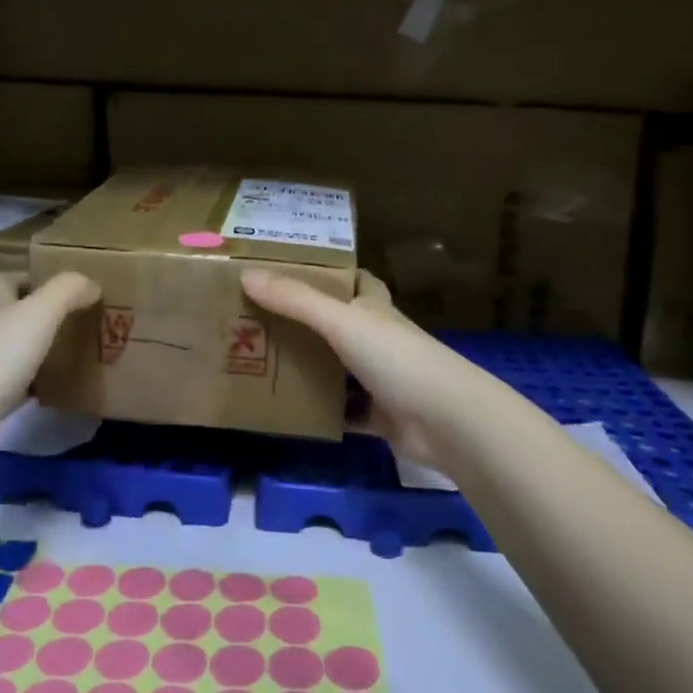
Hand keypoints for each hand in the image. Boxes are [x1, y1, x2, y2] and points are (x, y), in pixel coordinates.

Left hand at [0, 271, 99, 478]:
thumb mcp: (35, 315)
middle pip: (8, 319)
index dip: (27, 278)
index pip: (3, 282)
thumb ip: (66, 293)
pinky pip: (14, 393)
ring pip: (14, 356)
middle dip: (40, 318)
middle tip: (79, 322)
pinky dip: (35, 391)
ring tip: (78, 356)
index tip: (62, 286)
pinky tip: (57, 396)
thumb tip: (91, 283)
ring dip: (40, 354)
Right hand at [240, 268, 476, 472]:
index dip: (331, 273)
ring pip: (339, 369)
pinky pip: (344, 412)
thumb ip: (295, 300)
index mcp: (374, 309)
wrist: (447, 421)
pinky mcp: (380, 417)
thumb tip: (246, 274)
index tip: (292, 271)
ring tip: (262, 363)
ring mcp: (381, 380)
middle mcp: (379, 340)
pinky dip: (322, 412)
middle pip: (340, 325)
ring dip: (310, 368)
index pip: (356, 281)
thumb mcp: (341, 321)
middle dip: (307, 322)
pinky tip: (289, 412)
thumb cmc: (397, 358)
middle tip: (260, 320)